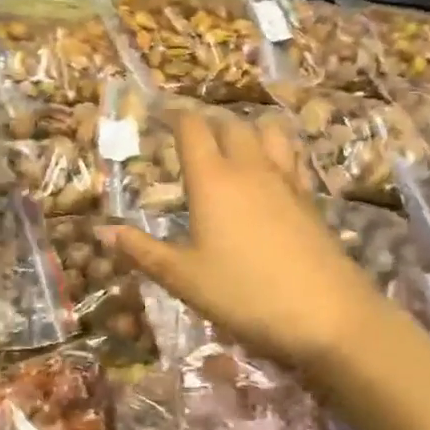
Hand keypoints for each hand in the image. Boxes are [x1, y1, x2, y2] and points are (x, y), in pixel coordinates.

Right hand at [100, 109, 384, 375]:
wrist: (327, 314)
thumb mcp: (184, 278)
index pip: (192, 128)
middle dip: (208, 123)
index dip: (174, 116)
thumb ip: (143, 251)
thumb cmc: (244, 294)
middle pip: (230, 124)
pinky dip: (275, 153)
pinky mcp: (310, 200)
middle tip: (191, 137)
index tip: (159, 115)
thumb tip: (103, 232)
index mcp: (212, 180)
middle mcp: (250, 169)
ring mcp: (286, 181)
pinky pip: (290, 159)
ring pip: (267, 133)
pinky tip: (269, 176)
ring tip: (233, 147)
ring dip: (247, 130)